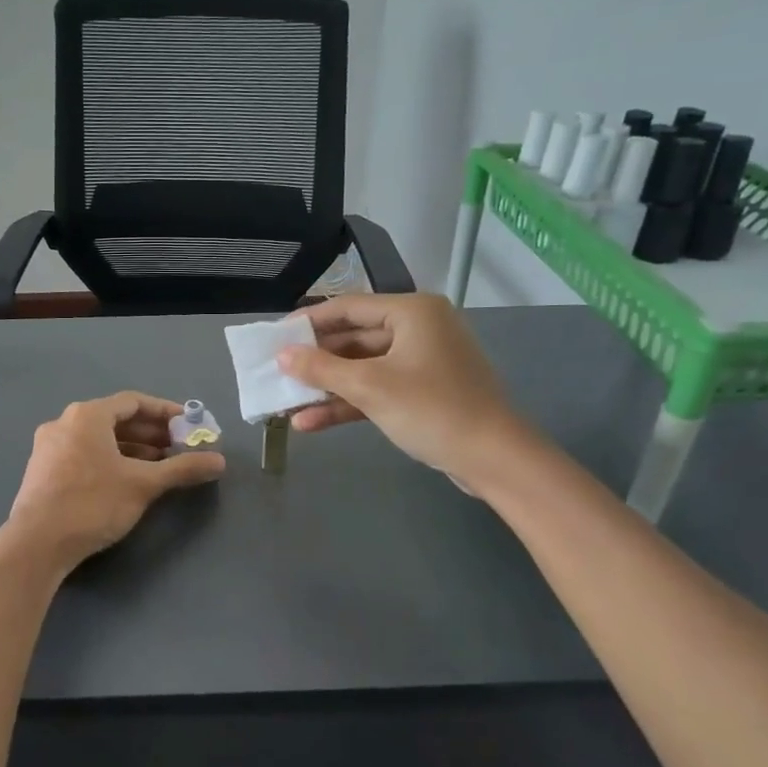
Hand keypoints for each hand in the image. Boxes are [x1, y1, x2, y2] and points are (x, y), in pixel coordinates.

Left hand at [0, 392, 225, 570]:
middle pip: (115, 420)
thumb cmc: (93, 503)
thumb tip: (220, 461)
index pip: (133, 402)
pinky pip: (84, 454)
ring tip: (159, 466)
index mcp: (87, 415)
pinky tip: (127, 480)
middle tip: (178, 448)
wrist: (36, 544)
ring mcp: (49, 447)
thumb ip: (182, 468)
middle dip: (150, 433)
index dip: (165, 412)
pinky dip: (109, 460)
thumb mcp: (143, 484)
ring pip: (99, 439)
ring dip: (131, 449)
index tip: (189, 425)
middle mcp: (64, 422)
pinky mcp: (43, 471)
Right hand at [276, 293, 533, 489]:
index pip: (348, 307)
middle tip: (276, 372)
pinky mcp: (422, 393)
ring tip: (286, 402)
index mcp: (412, 312)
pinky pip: (377, 390)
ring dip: (327, 387)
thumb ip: (321, 368)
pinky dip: (349, 403)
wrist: (493, 459)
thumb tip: (281, 355)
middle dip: (315, 361)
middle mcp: (418, 329)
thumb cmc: (432, 410)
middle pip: (354, 338)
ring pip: (363, 368)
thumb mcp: (370, 387)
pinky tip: (312, 422)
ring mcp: (421, 363)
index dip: (308, 322)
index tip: (274, 337)